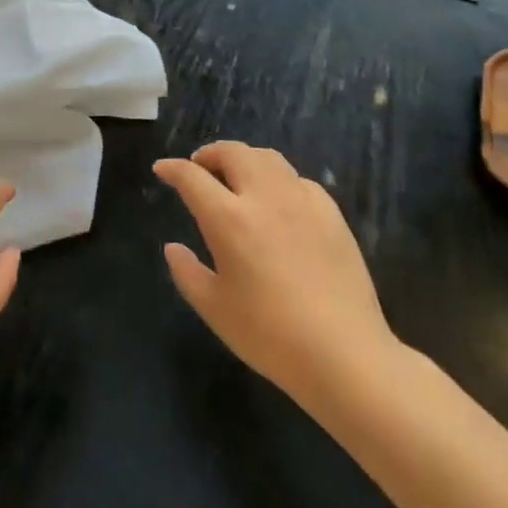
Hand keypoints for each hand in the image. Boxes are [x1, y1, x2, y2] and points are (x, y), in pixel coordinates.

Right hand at [156, 142, 401, 408]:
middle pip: (233, 153)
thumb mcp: (214, 309)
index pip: (192, 177)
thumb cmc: (269, 335)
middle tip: (199, 168)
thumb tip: (173, 247)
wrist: (344, 354)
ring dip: (244, 159)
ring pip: (268, 158)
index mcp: (229, 219)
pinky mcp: (332, 215)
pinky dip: (279, 180)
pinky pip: (299, 181)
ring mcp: (302, 202)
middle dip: (210, 154)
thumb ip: (187, 272)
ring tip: (237, 176)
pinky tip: (279, 202)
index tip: (162, 170)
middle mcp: (264, 198)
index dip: (173, 169)